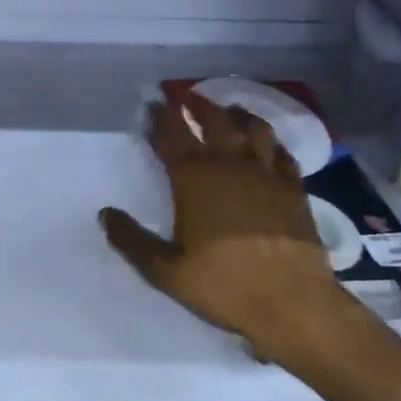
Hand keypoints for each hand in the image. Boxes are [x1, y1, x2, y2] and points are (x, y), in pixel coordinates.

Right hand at [99, 94, 343, 367]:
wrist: (294, 303)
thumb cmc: (224, 285)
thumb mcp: (165, 270)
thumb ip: (132, 240)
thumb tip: (105, 214)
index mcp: (194, 178)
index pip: (172, 136)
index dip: (160, 117)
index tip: (153, 103)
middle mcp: (230, 164)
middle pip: (214, 120)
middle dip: (197, 105)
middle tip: (187, 96)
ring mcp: (267, 173)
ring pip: (253, 128)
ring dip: (237, 114)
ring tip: (228, 109)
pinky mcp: (294, 188)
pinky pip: (282, 152)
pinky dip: (271, 141)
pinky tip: (268, 144)